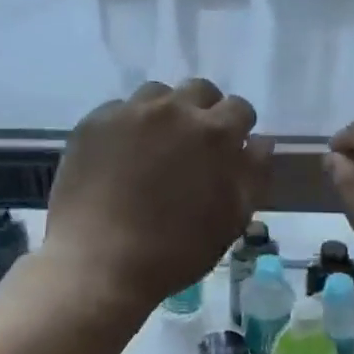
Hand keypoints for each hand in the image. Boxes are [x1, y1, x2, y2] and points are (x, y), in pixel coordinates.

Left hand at [45, 80, 271, 311]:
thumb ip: (254, 173)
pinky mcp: (94, 123)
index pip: (239, 108)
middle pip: (199, 90)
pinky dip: (126, 126)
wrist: (99, 263)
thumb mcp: (232, 220)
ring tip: (154, 147)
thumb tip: (259, 140)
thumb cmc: (175, 250)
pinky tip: (119, 156)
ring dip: (164, 113)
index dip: (237, 129)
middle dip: (203, 112)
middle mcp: (174, 110)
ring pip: (157, 94)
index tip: (228, 150)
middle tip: (192, 146)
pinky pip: (119, 110)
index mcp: (214, 133)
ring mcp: (129, 112)